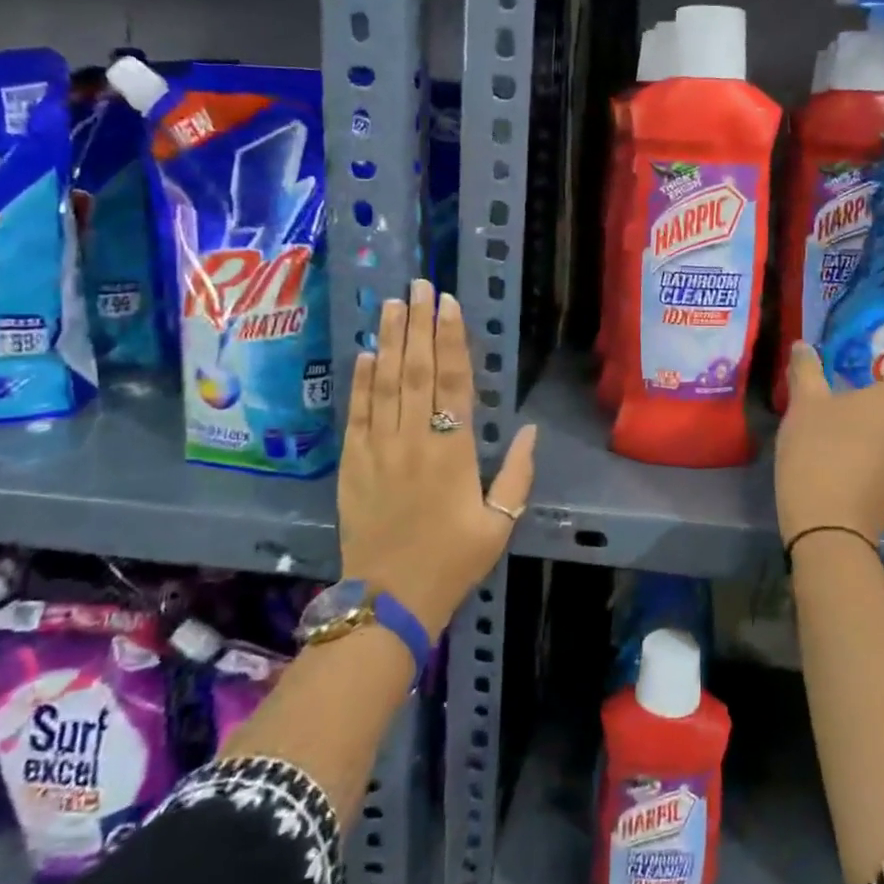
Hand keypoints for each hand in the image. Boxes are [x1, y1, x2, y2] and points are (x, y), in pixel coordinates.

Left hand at [338, 279, 537, 635]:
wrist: (390, 599)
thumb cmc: (453, 561)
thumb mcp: (499, 523)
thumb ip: (517, 474)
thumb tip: (530, 429)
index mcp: (454, 452)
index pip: (454, 382)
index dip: (452, 339)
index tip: (448, 304)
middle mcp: (414, 440)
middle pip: (418, 371)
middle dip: (419, 324)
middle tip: (419, 285)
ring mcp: (378, 449)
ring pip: (385, 383)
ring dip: (391, 340)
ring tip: (393, 304)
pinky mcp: (353, 463)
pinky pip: (357, 413)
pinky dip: (362, 381)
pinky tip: (368, 353)